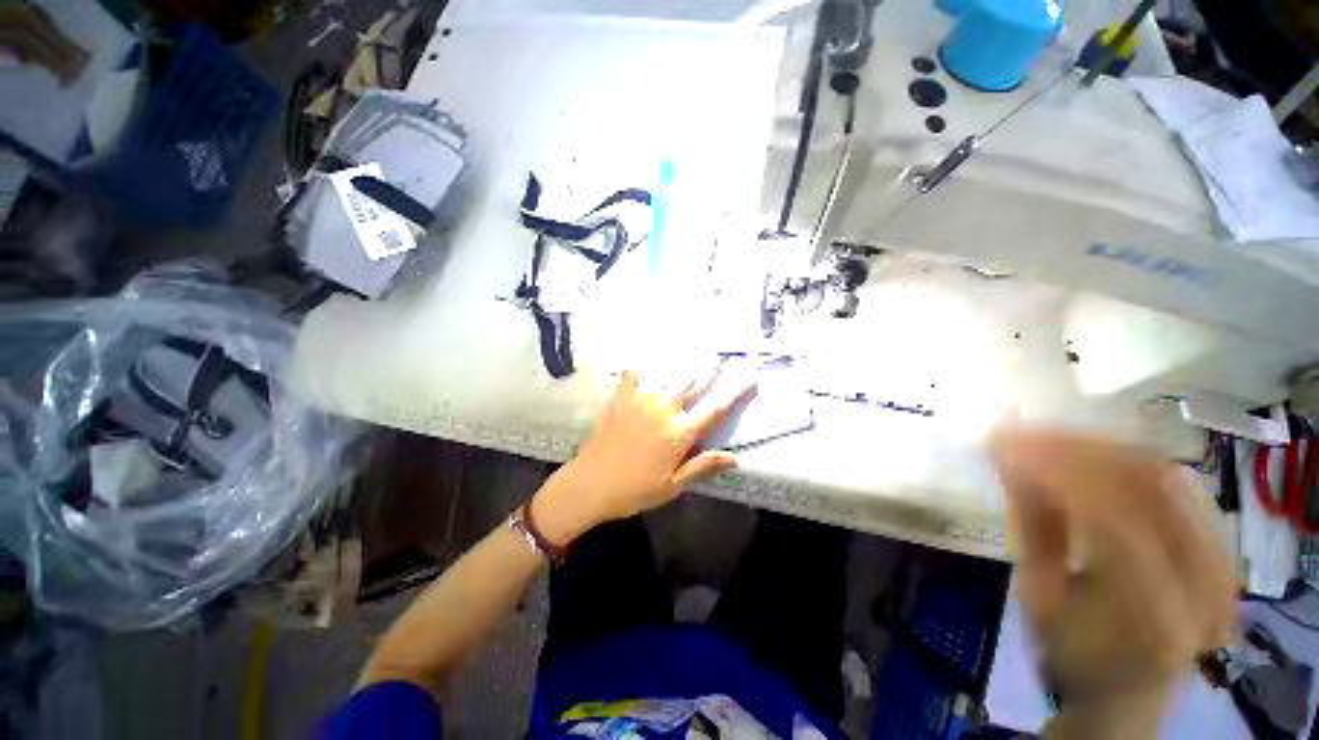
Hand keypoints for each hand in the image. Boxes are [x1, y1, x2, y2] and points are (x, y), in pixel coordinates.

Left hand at [532, 370, 755, 546]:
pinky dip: (645, 363)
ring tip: (696, 346)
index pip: (716, 408)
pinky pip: (635, 374)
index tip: (751, 376)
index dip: (736, 390)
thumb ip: (702, 466)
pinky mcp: (621, 398)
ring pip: (669, 373)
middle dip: (710, 367)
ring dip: (684, 359)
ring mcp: (641, 400)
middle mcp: (664, 410)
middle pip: (693, 383)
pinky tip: (651, 354)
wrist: (590, 485)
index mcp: (680, 434)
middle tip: (721, 353)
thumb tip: (735, 458)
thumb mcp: (672, 486)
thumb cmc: (634, 490)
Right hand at [989, 429, 1235, 725]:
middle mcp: (1205, 586)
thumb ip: (1033, 527)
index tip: (1005, 444)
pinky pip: (1181, 487)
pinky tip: (1095, 455)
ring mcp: (1223, 566)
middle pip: (1150, 486)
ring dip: (1106, 449)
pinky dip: (1133, 462)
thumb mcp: (1040, 600)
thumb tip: (1010, 460)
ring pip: (1168, 477)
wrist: (1128, 693)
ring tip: (1053, 439)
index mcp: (1156, 616)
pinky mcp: (1223, 551)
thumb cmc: (1073, 655)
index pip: (1114, 518)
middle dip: (1080, 448)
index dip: (1058, 471)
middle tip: (1024, 432)